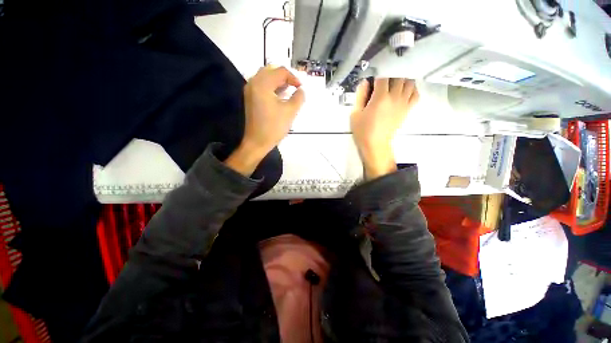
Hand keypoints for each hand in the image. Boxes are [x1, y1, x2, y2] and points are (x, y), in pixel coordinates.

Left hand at [225, 66, 304, 175]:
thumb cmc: (273, 127)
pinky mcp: (250, 98)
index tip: (301, 88)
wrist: (257, 142)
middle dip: (285, 77)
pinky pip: (262, 86)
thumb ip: (299, 97)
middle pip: (271, 71)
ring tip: (289, 91)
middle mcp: (253, 83)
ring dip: (279, 82)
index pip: (281, 71)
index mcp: (262, 84)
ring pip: (266, 77)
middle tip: (295, 87)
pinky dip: (272, 87)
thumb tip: (301, 90)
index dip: (294, 78)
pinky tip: (280, 96)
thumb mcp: (290, 112)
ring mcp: (250, 91)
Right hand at [351, 78, 418, 179]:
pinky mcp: (407, 109)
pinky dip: (412, 89)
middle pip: (398, 77)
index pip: (383, 77)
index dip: (377, 76)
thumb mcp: (355, 113)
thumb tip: (365, 82)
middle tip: (382, 83)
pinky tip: (404, 92)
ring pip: (409, 83)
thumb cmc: (363, 130)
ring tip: (393, 85)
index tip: (372, 81)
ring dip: (402, 80)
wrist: (375, 144)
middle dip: (390, 76)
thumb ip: (360, 95)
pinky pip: (416, 94)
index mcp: (381, 97)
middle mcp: (395, 97)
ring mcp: (403, 103)